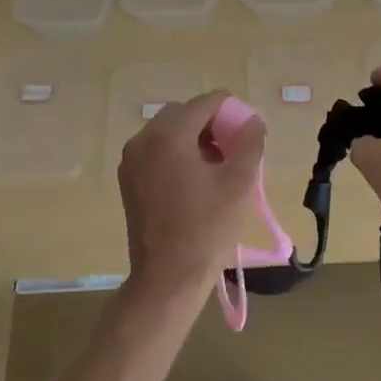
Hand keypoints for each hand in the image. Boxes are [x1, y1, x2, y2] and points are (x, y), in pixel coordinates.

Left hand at [116, 89, 265, 305]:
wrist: (168, 277)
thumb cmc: (207, 228)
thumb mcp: (239, 183)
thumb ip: (250, 142)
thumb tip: (252, 120)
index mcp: (169, 134)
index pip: (206, 103)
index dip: (232, 112)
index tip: (248, 134)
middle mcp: (143, 139)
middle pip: (184, 114)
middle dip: (211, 125)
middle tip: (234, 151)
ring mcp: (131, 161)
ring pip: (168, 133)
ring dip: (194, 140)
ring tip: (217, 168)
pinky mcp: (128, 181)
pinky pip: (156, 152)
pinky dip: (177, 155)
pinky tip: (195, 181)